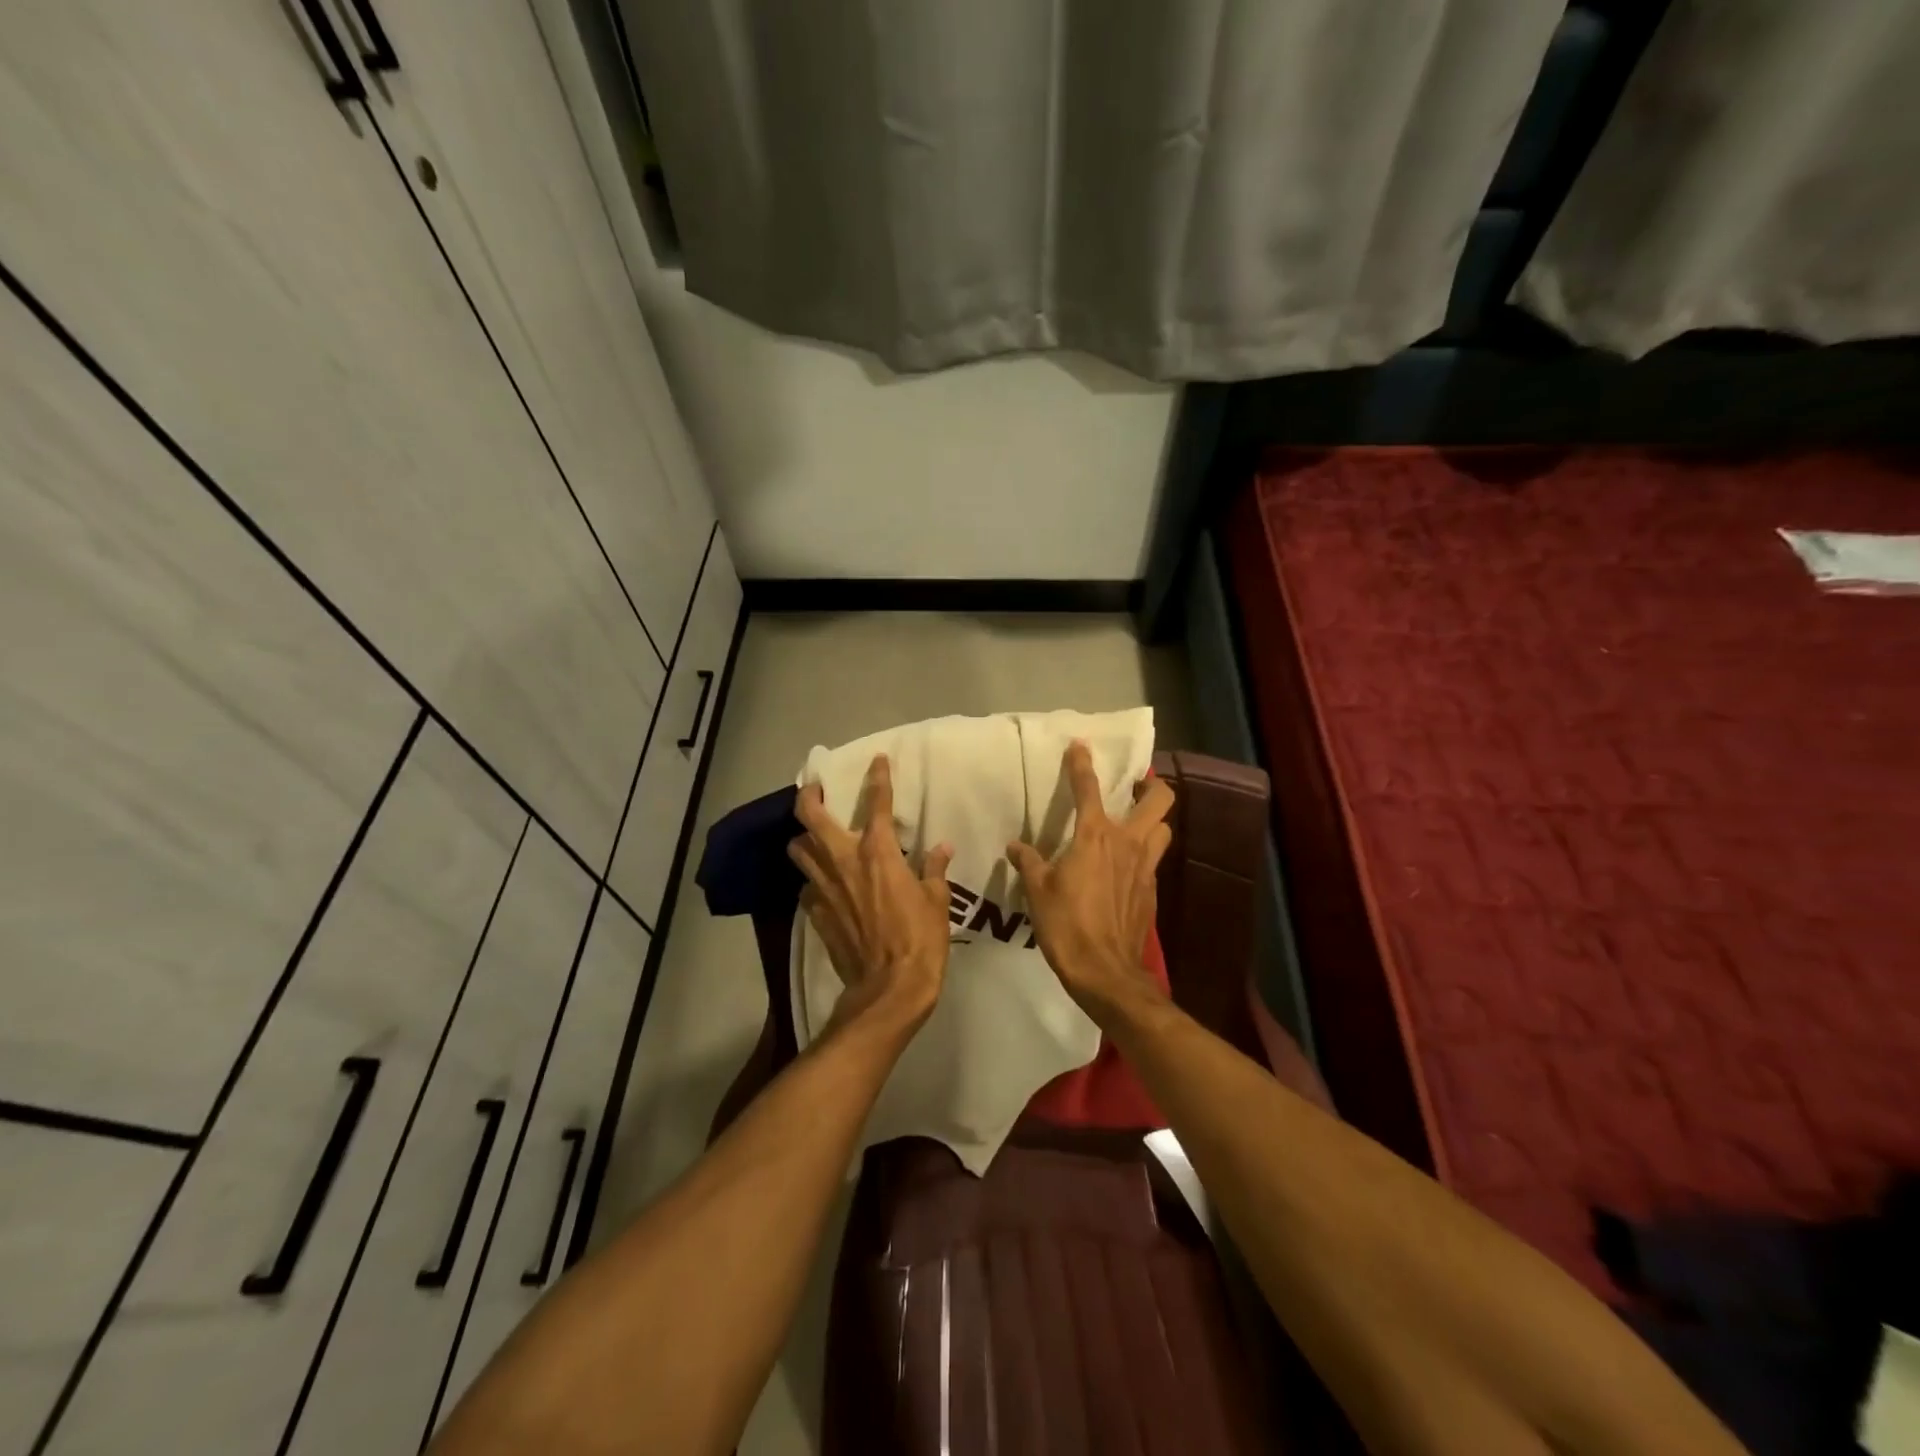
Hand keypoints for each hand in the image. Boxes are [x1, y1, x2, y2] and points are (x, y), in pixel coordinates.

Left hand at [788, 754, 953, 1036]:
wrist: (888, 988)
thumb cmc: (920, 940)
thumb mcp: (937, 901)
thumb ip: (935, 869)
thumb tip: (942, 847)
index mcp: (878, 853)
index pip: (878, 803)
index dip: (878, 778)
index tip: (877, 761)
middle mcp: (844, 861)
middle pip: (810, 817)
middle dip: (809, 796)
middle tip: (816, 788)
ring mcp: (823, 888)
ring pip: (797, 850)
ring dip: (803, 838)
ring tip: (813, 836)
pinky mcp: (814, 913)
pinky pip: (806, 886)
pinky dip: (812, 879)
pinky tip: (823, 883)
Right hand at [1006, 742, 1175, 1025]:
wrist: (1105, 971)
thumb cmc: (1066, 924)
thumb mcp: (1038, 890)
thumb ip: (1029, 862)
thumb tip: (1015, 847)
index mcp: (1096, 836)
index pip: (1088, 789)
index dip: (1082, 764)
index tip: (1080, 746)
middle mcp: (1128, 842)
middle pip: (1159, 799)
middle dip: (1151, 785)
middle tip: (1133, 787)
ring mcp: (1146, 866)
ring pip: (1164, 829)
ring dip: (1153, 821)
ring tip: (1134, 825)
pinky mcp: (1152, 890)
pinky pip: (1155, 860)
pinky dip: (1144, 855)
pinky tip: (1125, 868)